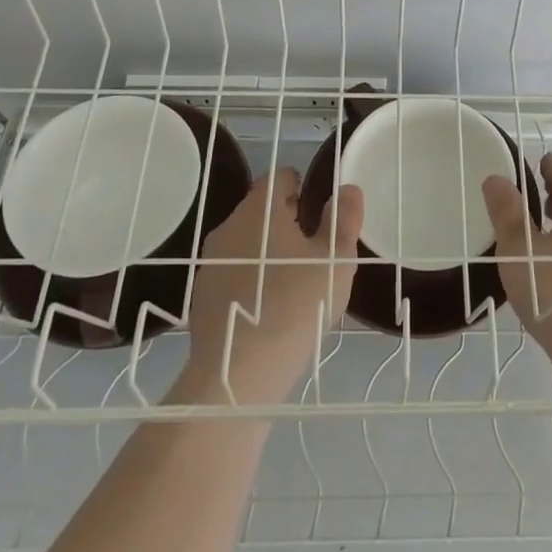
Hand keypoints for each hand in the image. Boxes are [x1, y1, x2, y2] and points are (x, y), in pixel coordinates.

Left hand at [184, 168, 363, 404]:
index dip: (304, 188)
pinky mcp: (203, 293)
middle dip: (290, 221)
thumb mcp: (334, 260)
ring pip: (248, 240)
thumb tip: (347, 188)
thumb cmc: (295, 306)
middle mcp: (230, 225)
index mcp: (260, 209)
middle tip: (316, 253)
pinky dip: (252, 277)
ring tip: (295, 283)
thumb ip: (343, 219)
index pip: (281, 177)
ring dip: (270, 250)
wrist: (238, 374)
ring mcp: (211, 260)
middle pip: (263, 208)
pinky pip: (234, 270)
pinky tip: (270, 308)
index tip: (321, 217)